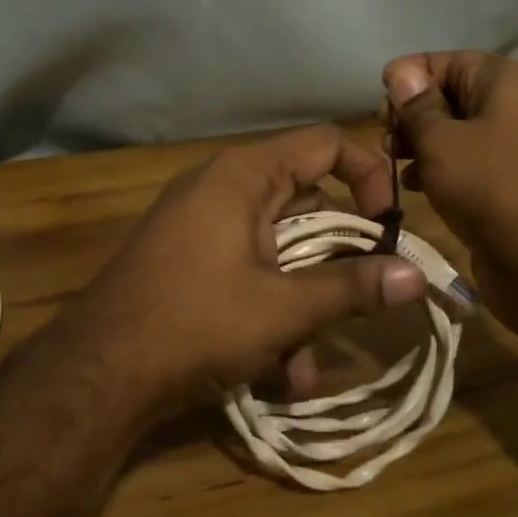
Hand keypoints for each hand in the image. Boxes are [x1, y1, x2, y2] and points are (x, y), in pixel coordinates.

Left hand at [61, 125, 427, 417]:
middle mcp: (222, 186)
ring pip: (278, 247)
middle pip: (305, 200)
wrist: (98, 371)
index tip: (388, 226)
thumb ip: (353, 288)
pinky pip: (247, 269)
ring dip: (304, 302)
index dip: (368, 175)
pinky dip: (270, 309)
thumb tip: (418, 277)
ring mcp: (201, 223)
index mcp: (245, 174)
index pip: (325, 142)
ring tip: (310, 365)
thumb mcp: (284, 309)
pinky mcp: (188, 259)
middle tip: (370, 294)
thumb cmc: (196, 323)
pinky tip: (280, 374)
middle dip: (338, 257)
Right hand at [381, 51, 517, 341]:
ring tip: (391, 166)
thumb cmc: (492, 188)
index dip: (407, 79)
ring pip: (451, 133)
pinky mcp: (505, 184)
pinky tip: (412, 187)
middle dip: (410, 116)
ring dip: (418, 146)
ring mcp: (509, 147)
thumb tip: (399, 72)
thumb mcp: (441, 142)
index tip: (380, 110)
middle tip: (385, 142)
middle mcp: (509, 106)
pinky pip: (463, 165)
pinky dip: (436, 171)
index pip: (443, 61)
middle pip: (446, 95)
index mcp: (501, 81)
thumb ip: (416, 106)